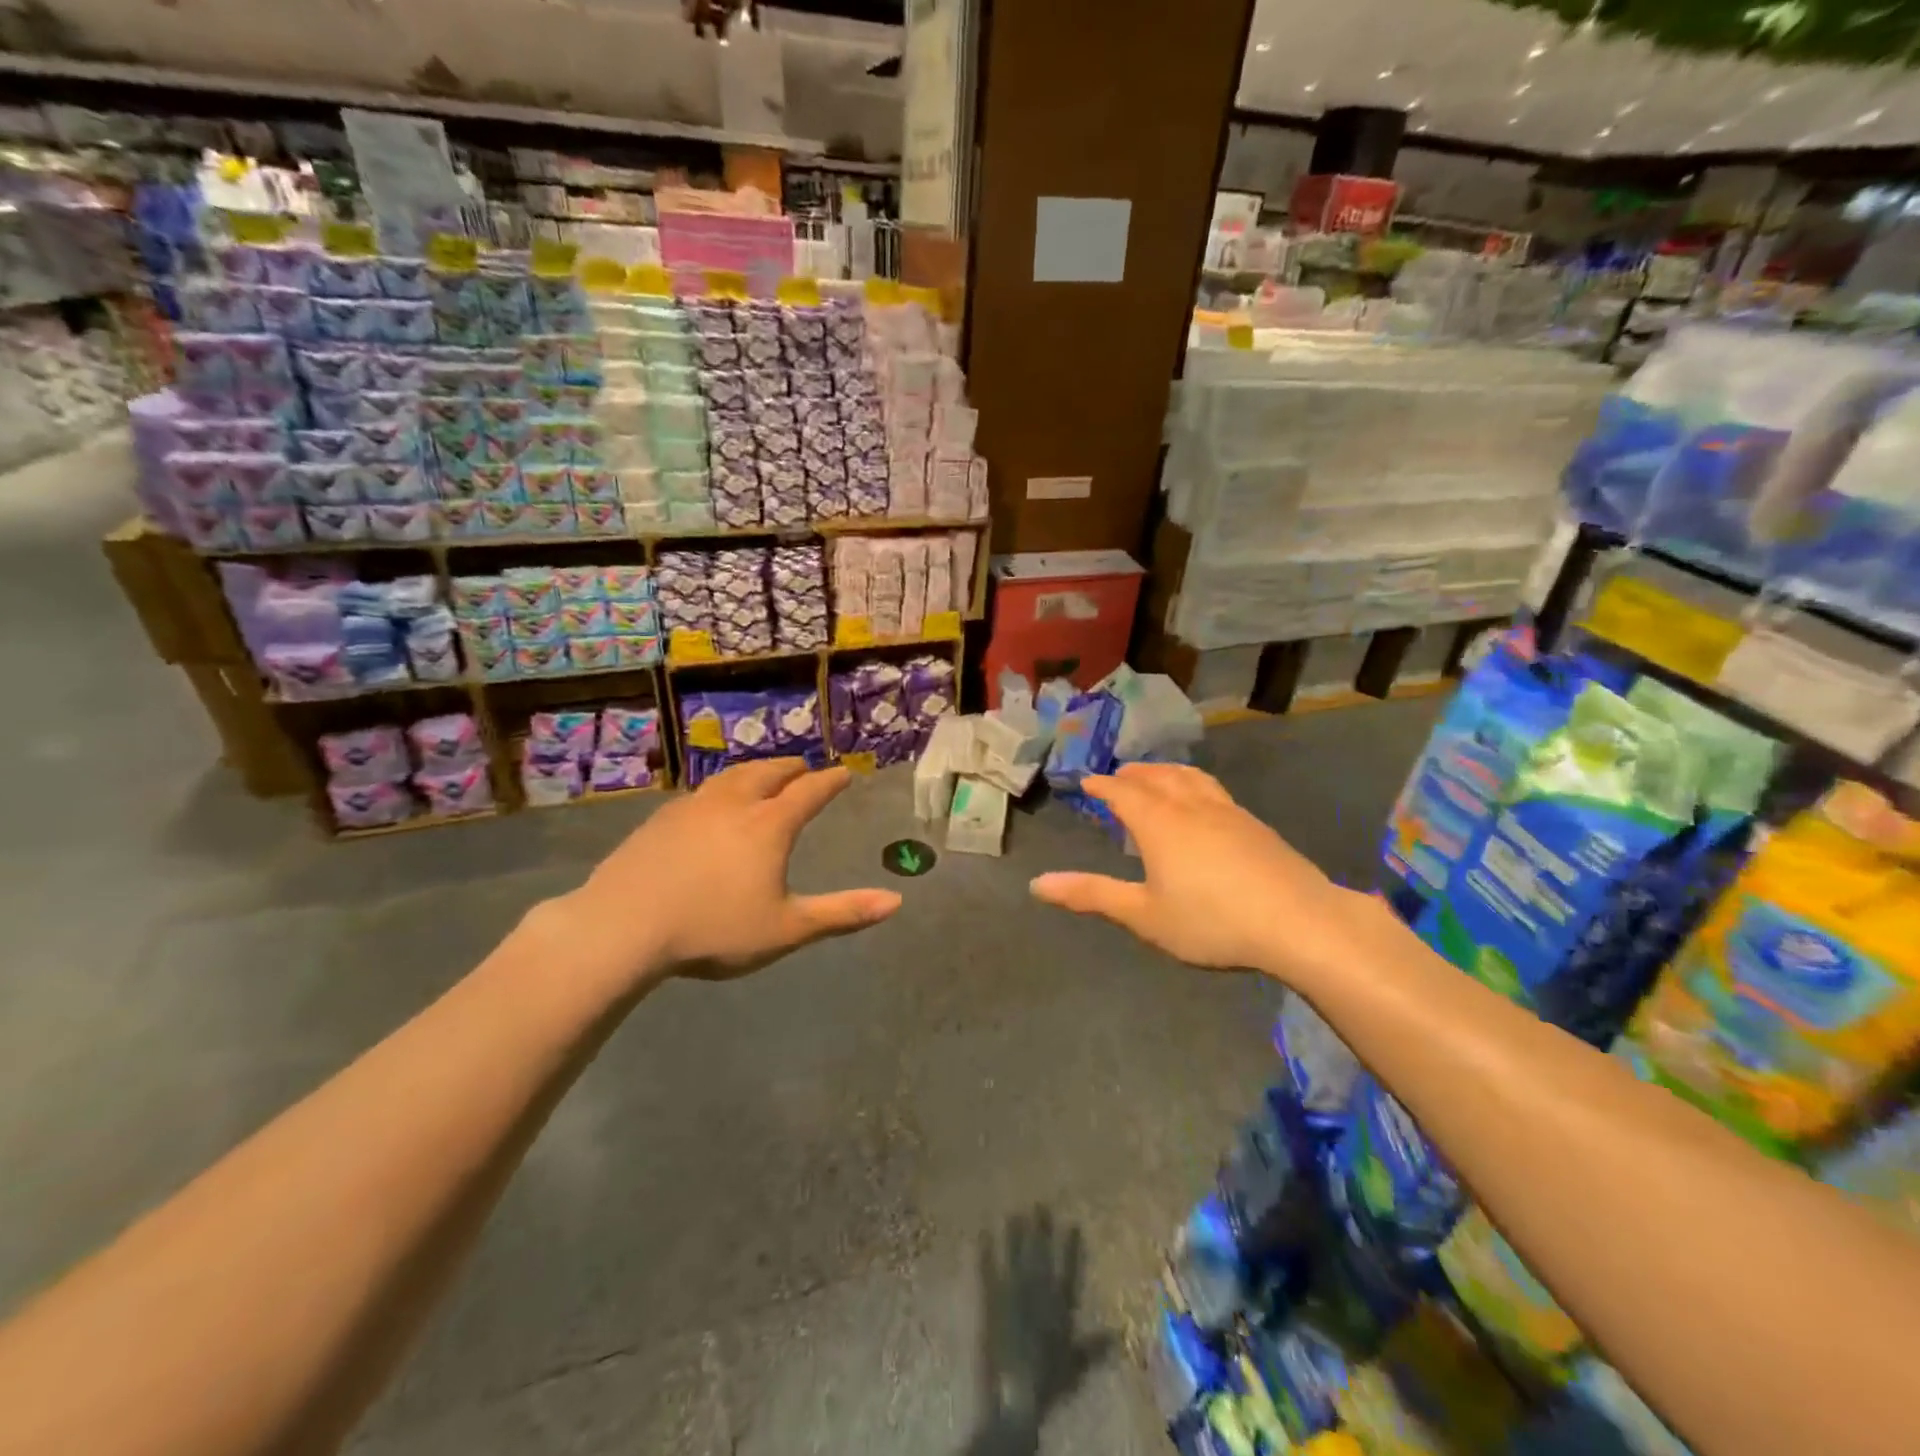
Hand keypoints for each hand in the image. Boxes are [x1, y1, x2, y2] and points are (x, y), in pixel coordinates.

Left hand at [551, 758, 901, 989]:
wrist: (623, 926)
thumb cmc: (714, 929)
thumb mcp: (786, 928)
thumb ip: (842, 914)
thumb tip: (896, 902)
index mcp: (769, 825)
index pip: (809, 792)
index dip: (830, 781)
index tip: (844, 772)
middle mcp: (734, 804)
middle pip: (770, 773)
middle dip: (792, 769)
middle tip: (804, 768)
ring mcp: (693, 807)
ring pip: (732, 776)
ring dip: (756, 771)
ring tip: (763, 774)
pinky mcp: (661, 819)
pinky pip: (702, 792)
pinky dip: (721, 788)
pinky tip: (712, 803)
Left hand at [965, 1209, 1113, 1455]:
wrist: (1017, 1393)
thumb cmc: (1049, 1382)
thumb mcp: (1076, 1366)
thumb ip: (1095, 1347)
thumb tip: (1119, 1334)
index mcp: (1059, 1306)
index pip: (1069, 1269)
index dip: (1071, 1247)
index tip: (1073, 1223)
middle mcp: (1038, 1293)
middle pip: (1041, 1255)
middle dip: (1042, 1229)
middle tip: (1040, 1205)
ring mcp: (1014, 1293)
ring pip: (1016, 1256)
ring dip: (1015, 1235)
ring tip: (1014, 1213)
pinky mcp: (993, 1300)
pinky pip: (989, 1271)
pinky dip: (985, 1253)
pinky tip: (983, 1235)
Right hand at [1029, 763, 1363, 982]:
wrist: (1299, 921)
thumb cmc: (1211, 920)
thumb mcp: (1143, 914)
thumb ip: (1091, 895)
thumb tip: (1037, 884)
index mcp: (1158, 822)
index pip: (1122, 792)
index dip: (1102, 785)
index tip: (1087, 780)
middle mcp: (1189, 806)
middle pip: (1155, 777)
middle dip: (1133, 774)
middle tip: (1118, 775)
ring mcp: (1227, 811)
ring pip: (1189, 778)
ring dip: (1165, 771)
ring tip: (1157, 775)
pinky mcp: (1255, 824)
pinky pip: (1213, 790)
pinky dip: (1194, 784)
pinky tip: (1204, 803)